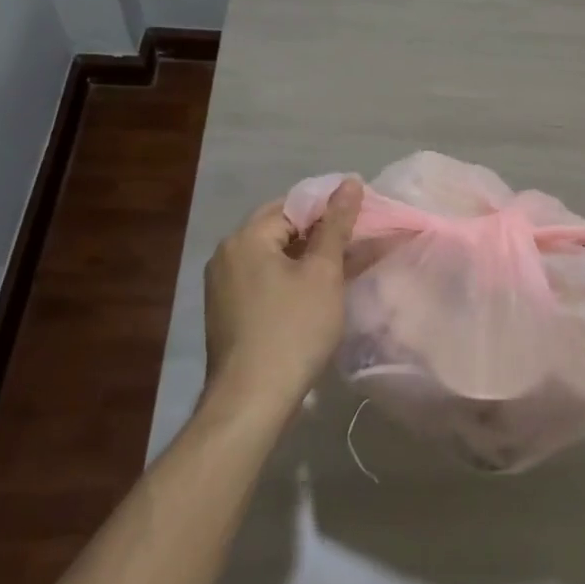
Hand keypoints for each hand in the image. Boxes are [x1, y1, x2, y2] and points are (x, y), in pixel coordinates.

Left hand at [201, 178, 361, 414]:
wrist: (252, 400)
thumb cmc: (293, 329)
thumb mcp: (323, 273)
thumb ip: (337, 224)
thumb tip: (350, 183)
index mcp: (246, 237)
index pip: (293, 205)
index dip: (329, 209)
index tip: (362, 219)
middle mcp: (227, 254)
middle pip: (281, 229)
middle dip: (320, 234)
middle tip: (357, 242)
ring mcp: (222, 285)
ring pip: (273, 257)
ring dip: (307, 258)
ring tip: (343, 267)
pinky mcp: (227, 312)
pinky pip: (263, 280)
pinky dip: (290, 280)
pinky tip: (316, 294)